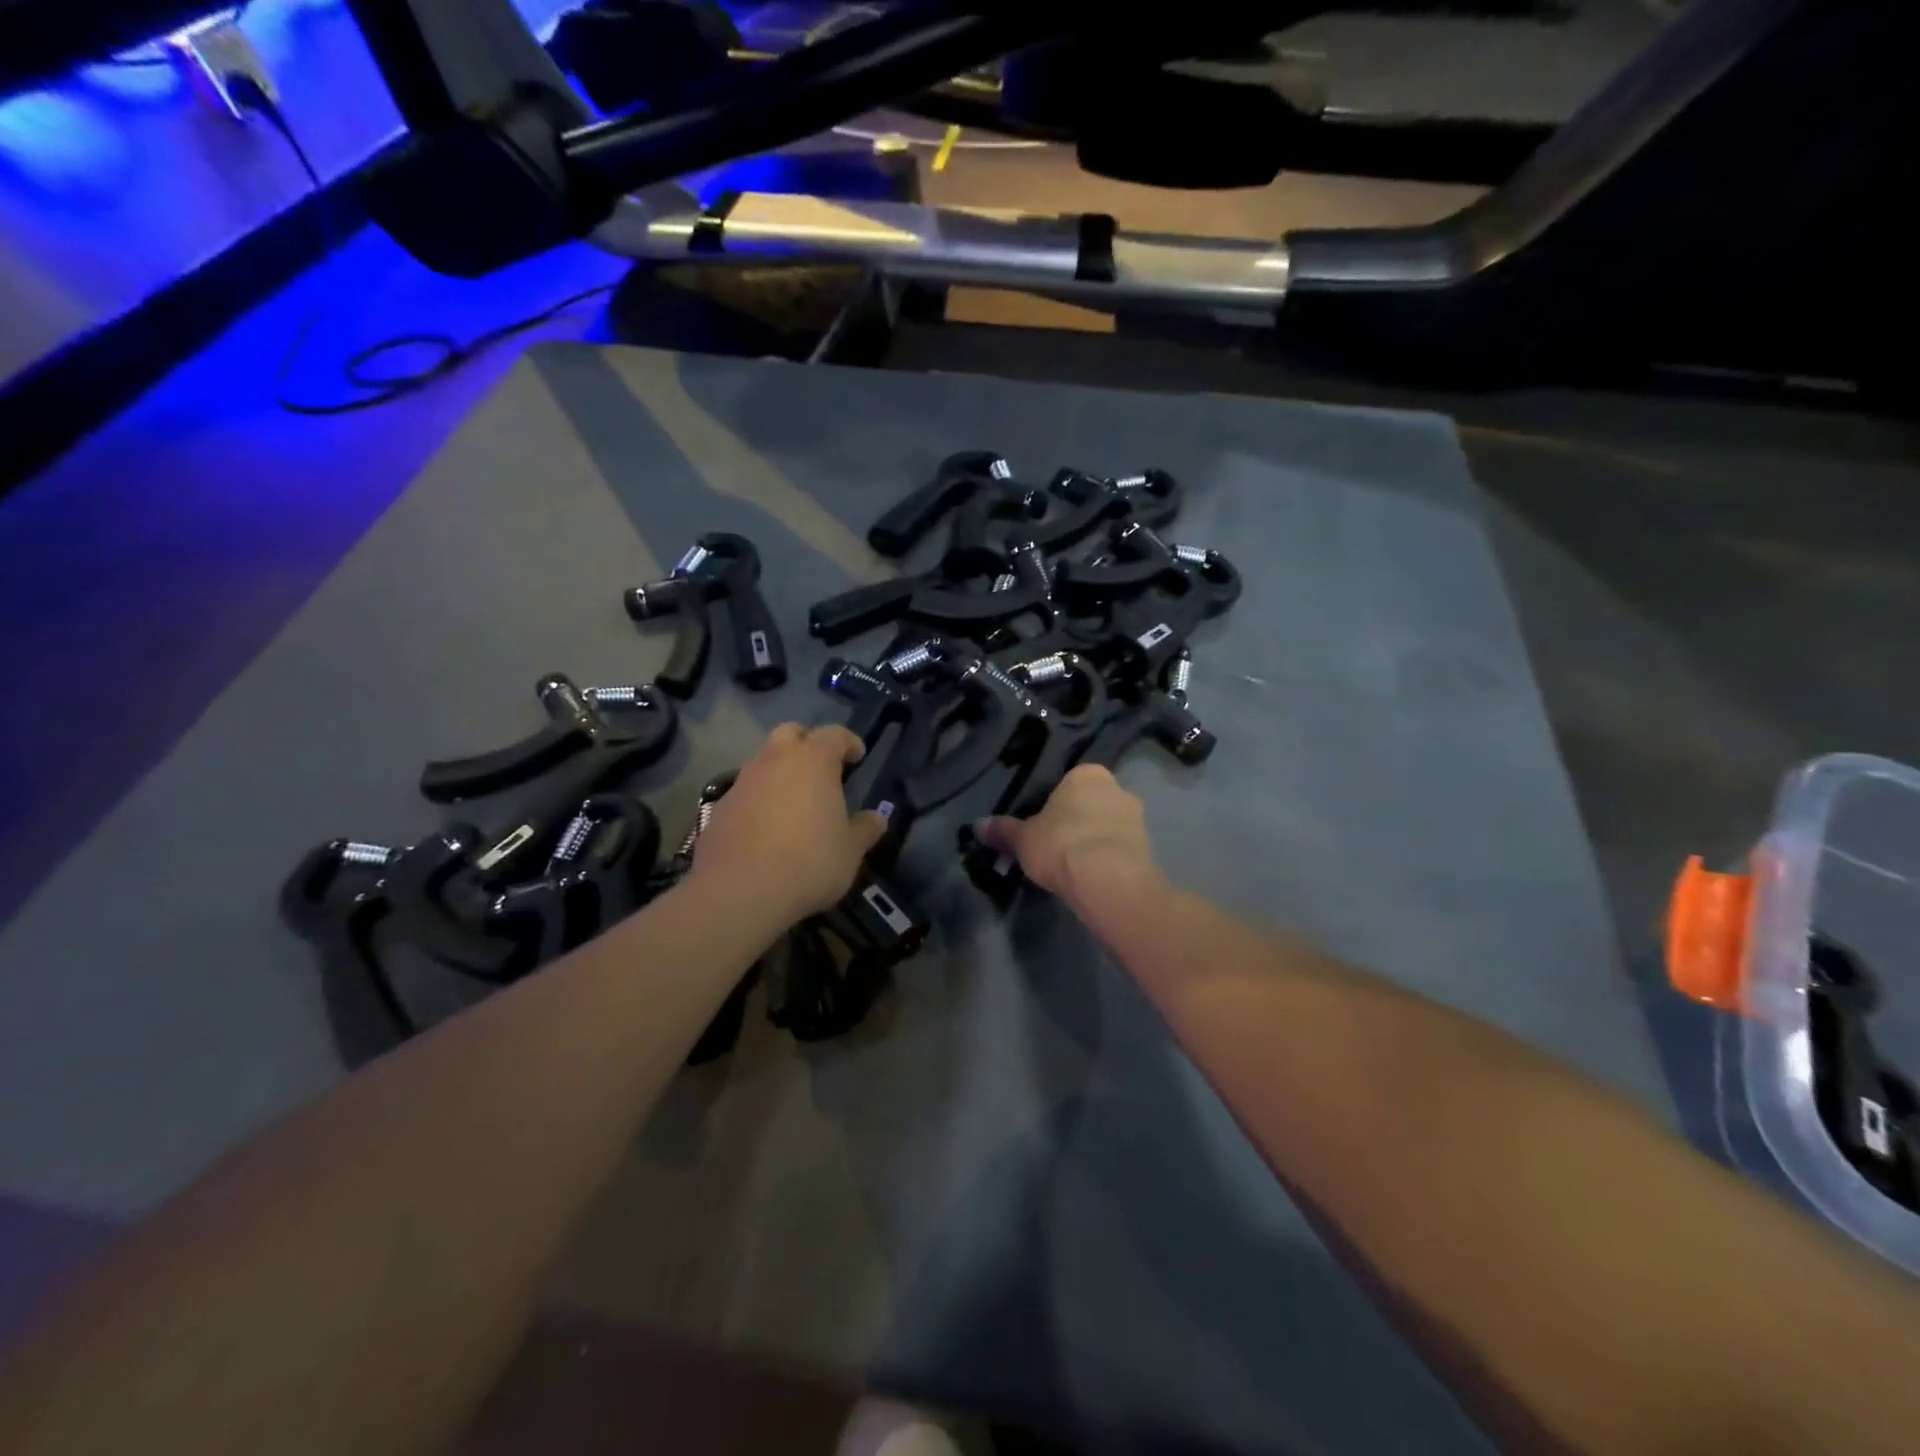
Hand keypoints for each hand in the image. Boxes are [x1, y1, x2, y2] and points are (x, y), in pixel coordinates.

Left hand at [688, 723, 885, 925]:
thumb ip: (865, 829)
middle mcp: (775, 760)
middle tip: (821, 770)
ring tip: (794, 803)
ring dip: (780, 773)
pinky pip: (745, 793)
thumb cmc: (809, 862)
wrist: (739, 892)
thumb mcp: (850, 851)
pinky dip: (758, 801)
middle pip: (790, 733)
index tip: (857, 756)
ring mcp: (742, 782)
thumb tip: (877, 819)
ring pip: (764, 762)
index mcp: (813, 761)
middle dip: (807, 743)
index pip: (834, 734)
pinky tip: (766, 829)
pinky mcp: (719, 808)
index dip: (848, 742)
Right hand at [975, 765, 1160, 909]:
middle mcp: (1117, 787)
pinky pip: (1121, 849)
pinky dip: (1108, 860)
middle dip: (1077, 822)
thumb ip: (1003, 830)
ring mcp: (1137, 817)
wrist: (1107, 879)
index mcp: (1086, 774)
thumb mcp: (1022, 839)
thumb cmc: (1060, 845)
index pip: (1067, 783)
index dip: (1054, 805)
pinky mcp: (1149, 847)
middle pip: (1091, 803)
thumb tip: (978, 825)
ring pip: (1108, 826)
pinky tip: (1093, 878)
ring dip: (1095, 841)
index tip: (1043, 827)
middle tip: (1056, 848)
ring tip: (1074, 868)